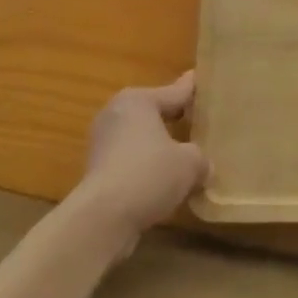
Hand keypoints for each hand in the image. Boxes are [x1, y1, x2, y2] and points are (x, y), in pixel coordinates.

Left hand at [72, 72, 206, 248]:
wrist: (102, 219)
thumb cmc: (149, 175)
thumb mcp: (190, 163)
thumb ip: (200, 158)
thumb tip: (202, 166)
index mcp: (138, 101)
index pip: (174, 92)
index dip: (192, 89)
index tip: (200, 78)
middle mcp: (115, 114)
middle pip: (153, 113)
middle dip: (173, 118)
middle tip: (197, 120)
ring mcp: (101, 143)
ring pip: (140, 138)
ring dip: (158, 147)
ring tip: (184, 156)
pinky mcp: (95, 172)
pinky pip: (130, 161)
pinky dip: (145, 168)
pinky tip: (164, 183)